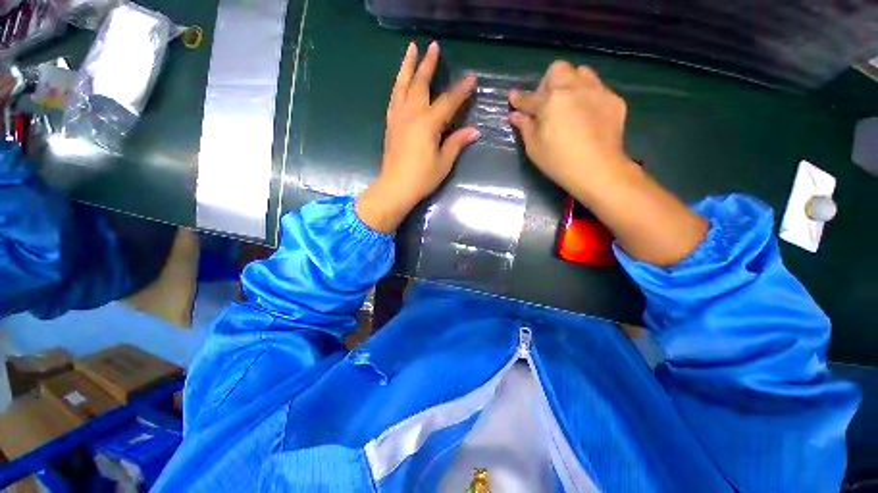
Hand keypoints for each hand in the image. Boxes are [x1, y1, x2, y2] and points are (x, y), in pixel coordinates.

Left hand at [356, 41, 479, 232]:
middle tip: (433, 46)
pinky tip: (400, 81)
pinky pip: (394, 98)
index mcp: (428, 123)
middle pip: (420, 83)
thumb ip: (456, 143)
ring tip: (411, 50)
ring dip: (407, 66)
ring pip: (402, 85)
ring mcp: (398, 117)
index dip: (461, 90)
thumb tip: (474, 131)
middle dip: (428, 64)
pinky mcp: (390, 124)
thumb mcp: (443, 162)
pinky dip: (398, 85)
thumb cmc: (422, 177)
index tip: (472, 79)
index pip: (448, 101)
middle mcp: (411, 114)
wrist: (395, 187)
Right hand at [508, 61, 635, 198]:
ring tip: (569, 104)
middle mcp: (573, 88)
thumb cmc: (559, 161)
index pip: (529, 97)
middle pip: (557, 69)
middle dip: (548, 82)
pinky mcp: (613, 99)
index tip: (514, 97)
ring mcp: (596, 91)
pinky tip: (587, 116)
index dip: (519, 99)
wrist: (598, 169)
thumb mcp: (534, 147)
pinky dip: (588, 97)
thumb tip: (515, 115)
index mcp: (550, 101)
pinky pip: (598, 89)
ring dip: (571, 83)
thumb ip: (525, 127)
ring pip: (581, 72)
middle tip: (547, 103)